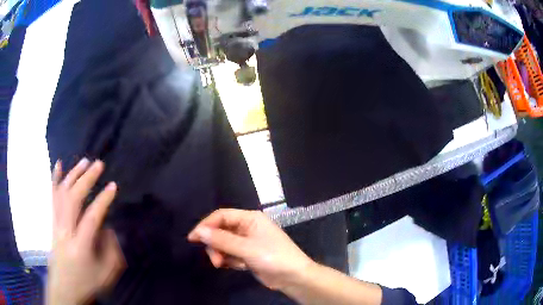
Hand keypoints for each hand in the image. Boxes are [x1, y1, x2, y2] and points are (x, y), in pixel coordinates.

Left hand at [47, 159, 125, 304]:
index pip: (91, 217)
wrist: (64, 288)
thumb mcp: (105, 275)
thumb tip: (107, 229)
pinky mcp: (52, 222)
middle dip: (86, 179)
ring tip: (84, 161)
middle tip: (98, 164)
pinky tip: (58, 165)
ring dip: (73, 175)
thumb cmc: (86, 283)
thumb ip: (111, 252)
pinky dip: (55, 179)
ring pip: (62, 193)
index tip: (113, 185)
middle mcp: (65, 231)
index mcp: (80, 246)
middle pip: (73, 199)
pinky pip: (52, 197)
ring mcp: (56, 224)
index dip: (103, 200)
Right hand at [187, 209, 313, 290]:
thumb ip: (221, 240)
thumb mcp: (246, 248)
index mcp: (250, 219)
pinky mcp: (248, 255)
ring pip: (224, 244)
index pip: (221, 216)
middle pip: (221, 231)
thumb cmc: (273, 258)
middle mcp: (247, 228)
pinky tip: (235, 267)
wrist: (294, 278)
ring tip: (223, 265)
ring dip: (221, 254)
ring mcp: (248, 242)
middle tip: (216, 261)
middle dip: (215, 245)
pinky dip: (229, 260)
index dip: (206, 225)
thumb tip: (198, 231)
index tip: (192, 238)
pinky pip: (231, 254)